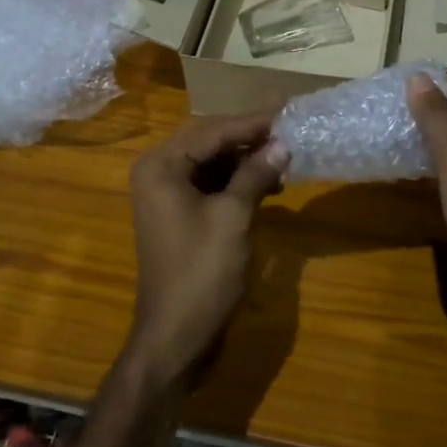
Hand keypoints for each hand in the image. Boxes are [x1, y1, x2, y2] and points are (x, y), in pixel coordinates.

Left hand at [125, 112, 289, 391]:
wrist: (175, 337)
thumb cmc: (202, 274)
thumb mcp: (234, 218)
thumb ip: (256, 174)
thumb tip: (282, 143)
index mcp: (161, 166)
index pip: (212, 131)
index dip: (252, 122)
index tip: (288, 109)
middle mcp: (158, 173)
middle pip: (210, 141)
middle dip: (249, 137)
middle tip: (289, 127)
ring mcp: (167, 196)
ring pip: (212, 163)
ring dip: (246, 160)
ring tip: (285, 157)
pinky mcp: (180, 216)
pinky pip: (211, 185)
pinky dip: (238, 182)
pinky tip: (268, 184)